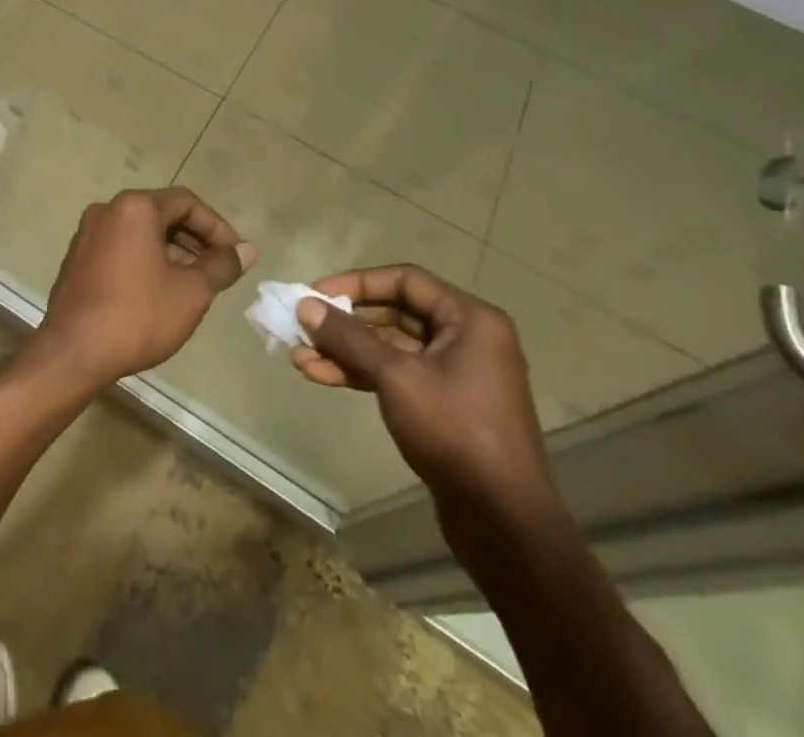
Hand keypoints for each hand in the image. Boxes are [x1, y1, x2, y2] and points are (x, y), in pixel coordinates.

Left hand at [31, 188, 254, 389]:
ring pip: (141, 233)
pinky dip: (146, 261)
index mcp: (134, 207)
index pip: (187, 202)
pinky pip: (121, 248)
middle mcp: (107, 210)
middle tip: (218, 270)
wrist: (73, 353)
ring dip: (172, 252)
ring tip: (194, 285)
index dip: (217, 227)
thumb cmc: (138, 315)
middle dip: (195, 240)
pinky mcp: (77, 259)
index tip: (235, 256)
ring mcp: (87, 235)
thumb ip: (221, 265)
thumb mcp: (191, 292)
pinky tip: (159, 293)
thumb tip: (247, 250)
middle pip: (162, 214)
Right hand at [293, 265, 555, 523]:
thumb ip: (349, 337)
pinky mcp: (445, 405)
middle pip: (395, 313)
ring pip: (391, 347)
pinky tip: (322, 376)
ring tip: (299, 357)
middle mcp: (467, 338)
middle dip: (345, 322)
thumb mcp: (395, 377)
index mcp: (470, 319)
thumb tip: (305, 305)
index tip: (316, 293)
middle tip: (303, 326)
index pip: (405, 280)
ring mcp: (457, 374)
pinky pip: (397, 375)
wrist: (504, 524)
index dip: (357, 283)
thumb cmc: (455, 432)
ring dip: (346, 351)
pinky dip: (361, 374)